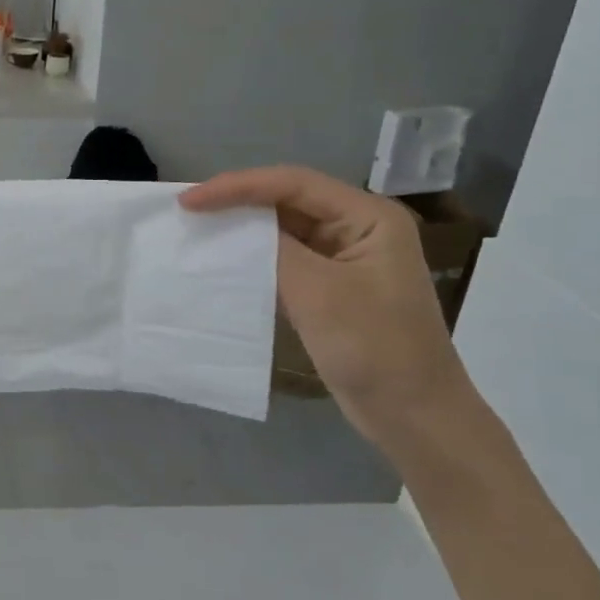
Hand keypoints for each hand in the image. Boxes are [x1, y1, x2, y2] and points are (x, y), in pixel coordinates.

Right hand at [180, 165, 472, 445]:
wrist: (411, 414)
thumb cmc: (373, 347)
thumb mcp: (317, 292)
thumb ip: (274, 248)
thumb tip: (232, 224)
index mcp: (369, 217)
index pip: (293, 184)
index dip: (237, 186)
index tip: (189, 201)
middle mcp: (358, 227)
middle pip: (287, 200)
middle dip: (237, 201)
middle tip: (187, 209)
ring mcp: (344, 257)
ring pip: (283, 228)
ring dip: (242, 228)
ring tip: (198, 228)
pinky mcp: (330, 285)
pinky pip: (285, 257)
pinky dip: (253, 255)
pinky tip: (224, 260)